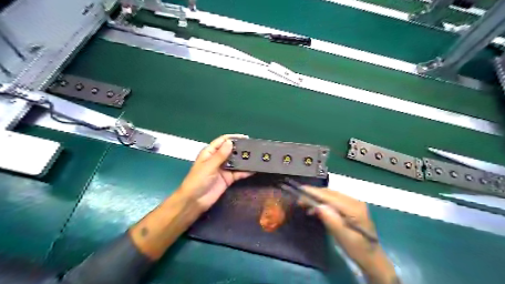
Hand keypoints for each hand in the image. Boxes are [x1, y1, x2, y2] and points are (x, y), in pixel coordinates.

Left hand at [178, 135, 255, 212]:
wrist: (194, 201)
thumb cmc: (197, 180)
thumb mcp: (208, 166)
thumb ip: (220, 155)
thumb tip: (230, 142)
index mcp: (210, 152)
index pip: (222, 141)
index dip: (233, 138)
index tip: (245, 137)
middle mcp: (218, 159)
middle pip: (231, 150)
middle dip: (241, 148)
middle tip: (254, 147)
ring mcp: (224, 169)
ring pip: (236, 161)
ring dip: (245, 160)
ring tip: (257, 157)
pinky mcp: (228, 179)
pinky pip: (238, 173)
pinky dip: (246, 171)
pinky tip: (254, 169)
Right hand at [298, 187, 398, 283]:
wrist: (372, 258)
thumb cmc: (357, 249)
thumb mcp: (343, 237)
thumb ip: (331, 220)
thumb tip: (318, 206)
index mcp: (354, 208)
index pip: (331, 197)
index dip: (315, 192)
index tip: (301, 189)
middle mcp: (354, 201)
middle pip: (331, 193)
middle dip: (314, 194)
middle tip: (299, 197)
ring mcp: (353, 203)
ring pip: (331, 195)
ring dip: (317, 198)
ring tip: (304, 203)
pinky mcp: (351, 207)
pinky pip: (334, 200)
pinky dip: (323, 202)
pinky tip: (315, 209)